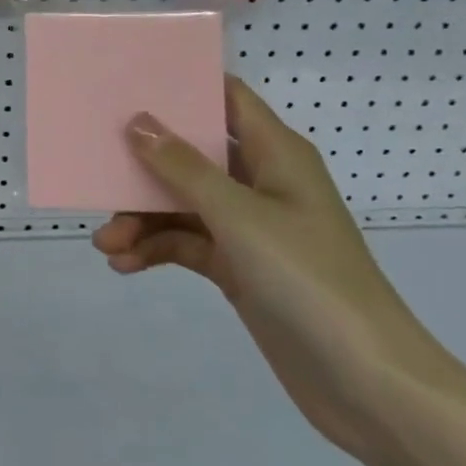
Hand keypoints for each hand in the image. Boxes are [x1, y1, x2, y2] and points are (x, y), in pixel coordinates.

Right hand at [93, 77, 445, 458]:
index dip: (184, 86)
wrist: (366, 383)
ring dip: (144, 218)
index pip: (227, 98)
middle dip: (146, 164)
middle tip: (99, 169)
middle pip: (194, 154)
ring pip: (184, 204)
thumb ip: (184, 168)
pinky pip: (189, 244)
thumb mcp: (239, 216)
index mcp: (276, 153)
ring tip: (105, 242)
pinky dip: (158, 250)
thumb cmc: (308, 279)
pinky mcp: (240, 268)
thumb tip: (138, 122)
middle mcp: (262, 181)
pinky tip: (125, 264)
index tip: (129, 83)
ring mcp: (250, 227)